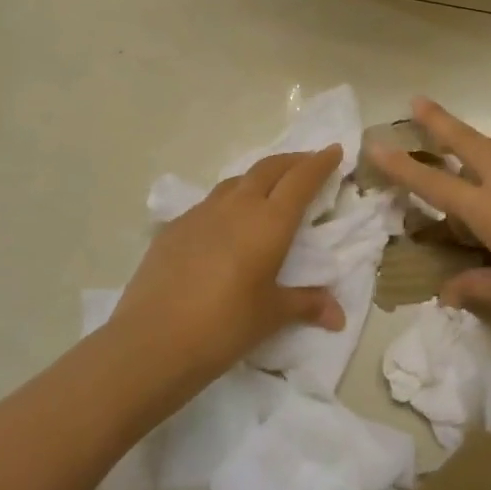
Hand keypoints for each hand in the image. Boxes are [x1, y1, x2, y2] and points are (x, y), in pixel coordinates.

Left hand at [107, 147, 346, 388]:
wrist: (153, 339)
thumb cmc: (224, 326)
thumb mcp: (271, 315)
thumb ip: (305, 305)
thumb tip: (338, 315)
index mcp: (269, 222)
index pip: (301, 180)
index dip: (320, 163)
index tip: (334, 150)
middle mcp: (237, 206)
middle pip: (269, 169)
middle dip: (292, 161)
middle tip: (308, 162)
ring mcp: (202, 212)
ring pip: (237, 180)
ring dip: (259, 176)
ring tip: (269, 186)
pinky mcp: (175, 226)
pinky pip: (211, 202)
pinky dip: (229, 200)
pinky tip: (226, 221)